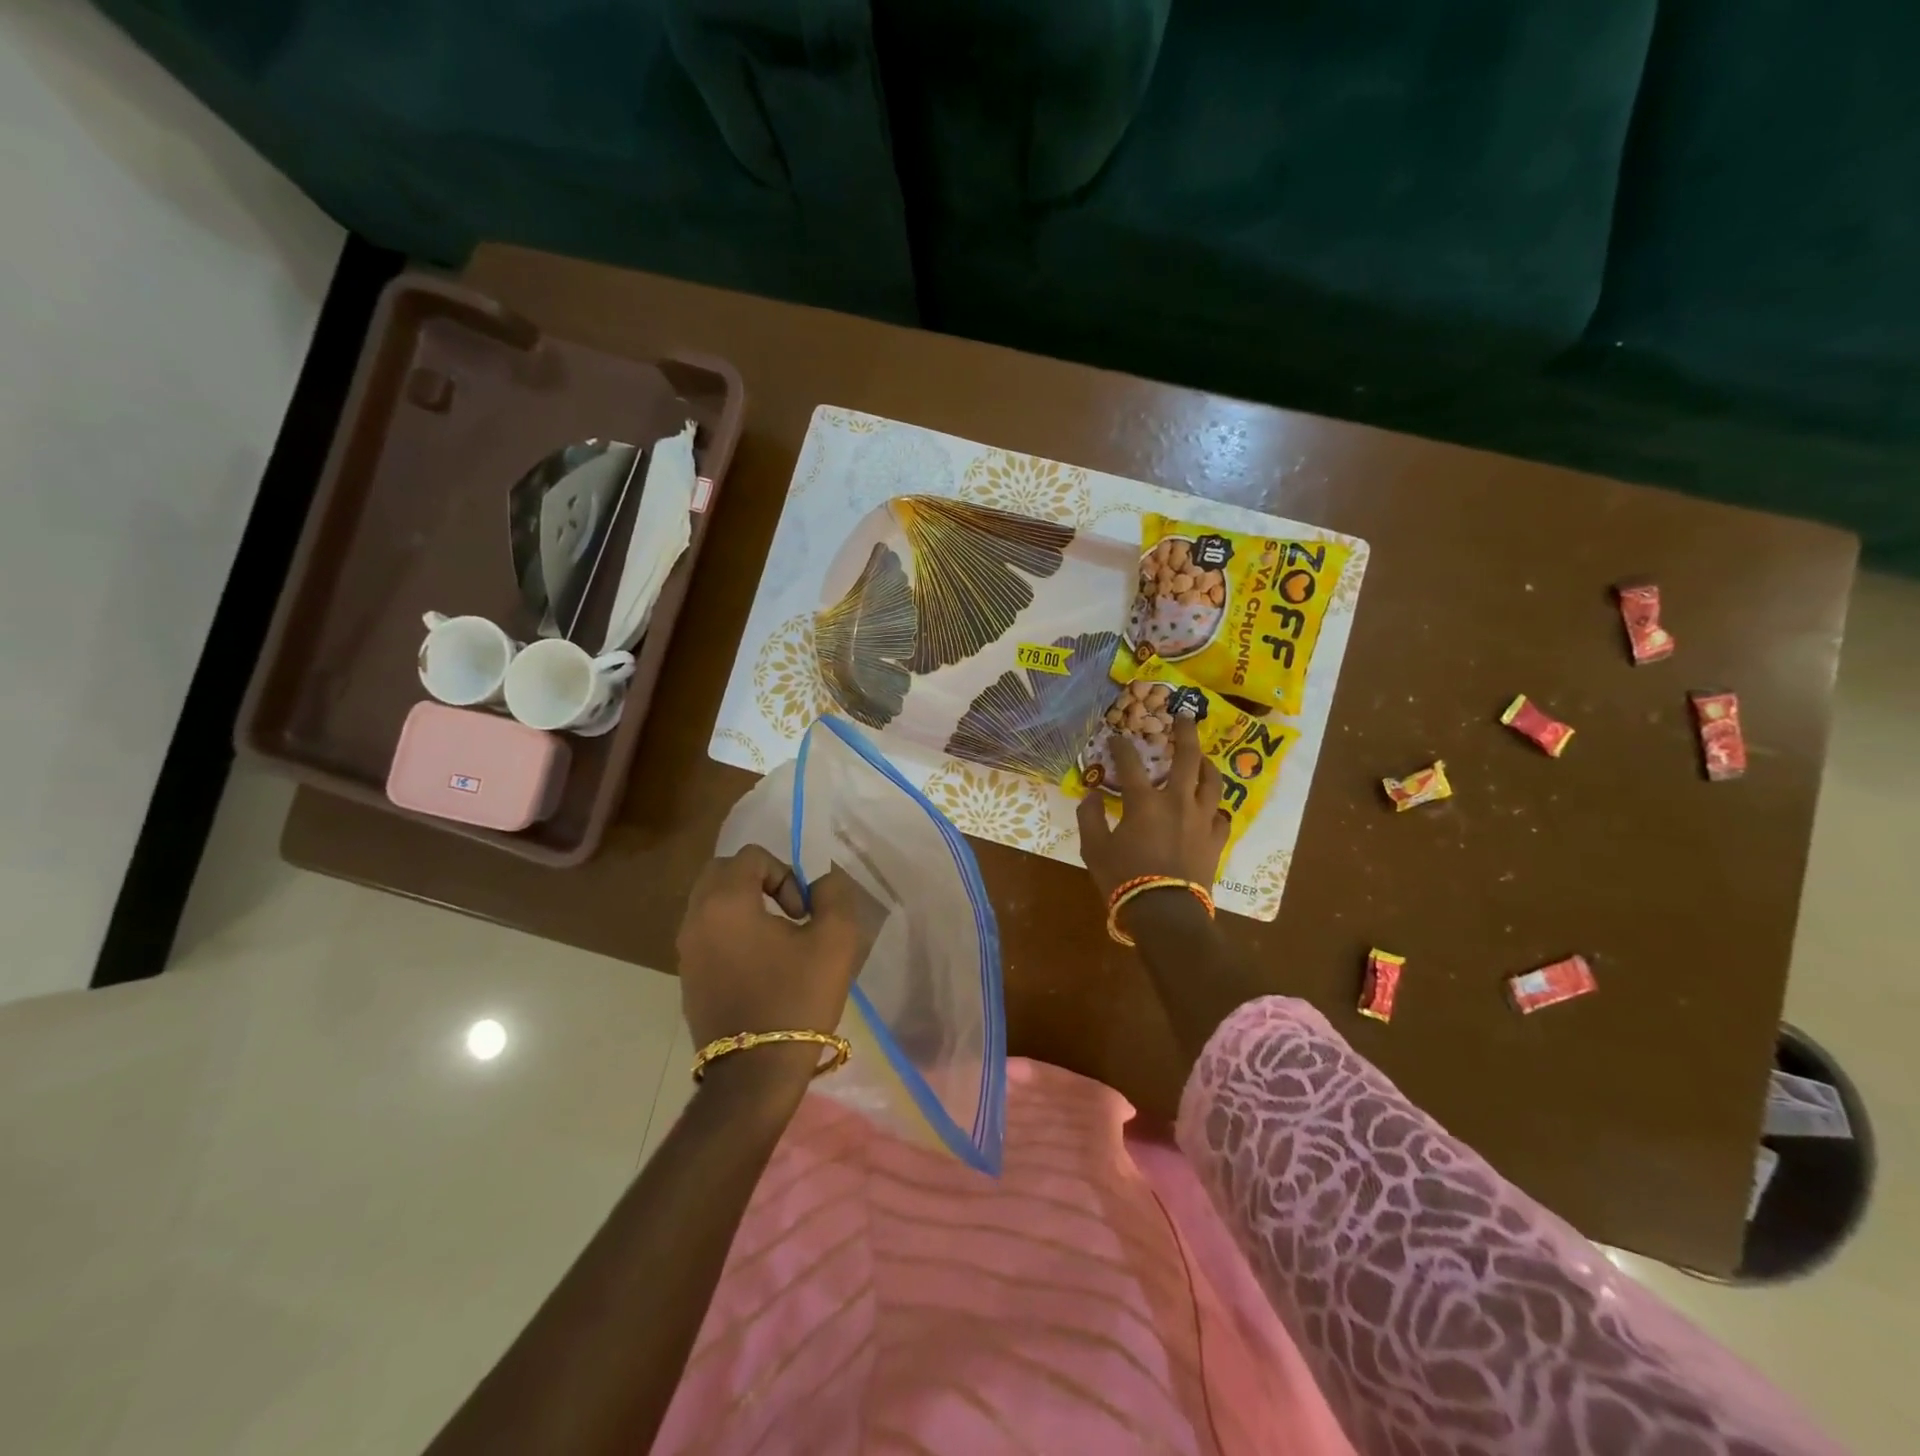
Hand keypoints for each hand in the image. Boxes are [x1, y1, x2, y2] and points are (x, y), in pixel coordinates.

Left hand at [676, 848, 868, 1087]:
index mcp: (726, 902)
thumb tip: (823, 880)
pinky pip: (707, 933)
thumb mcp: (834, 940)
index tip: (804, 913)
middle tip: (789, 912)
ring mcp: (686, 950)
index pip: (752, 856)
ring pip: (711, 902)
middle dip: (759, 880)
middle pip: (722, 872)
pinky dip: (731, 932)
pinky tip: (760, 966)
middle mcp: (696, 918)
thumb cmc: (796, 999)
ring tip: (778, 940)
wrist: (755, 1074)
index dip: (786, 874)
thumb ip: (833, 895)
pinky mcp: (687, 977)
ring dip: (744, 905)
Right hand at [1076, 716, 1229, 901]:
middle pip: (1187, 757)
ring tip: (1202, 758)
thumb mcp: (1094, 849)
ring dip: (1206, 764)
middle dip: (1184, 732)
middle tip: (1183, 716)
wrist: (1166, 913)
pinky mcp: (1216, 840)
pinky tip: (1211, 806)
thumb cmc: (1124, 879)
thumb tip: (1091, 795)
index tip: (1116, 736)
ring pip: (1212, 781)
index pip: (1130, 763)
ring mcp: (1202, 819)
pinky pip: (1221, 815)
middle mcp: (1177, 801)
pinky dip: (1215, 806)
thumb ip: (1090, 817)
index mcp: (1144, 801)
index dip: (1121, 746)